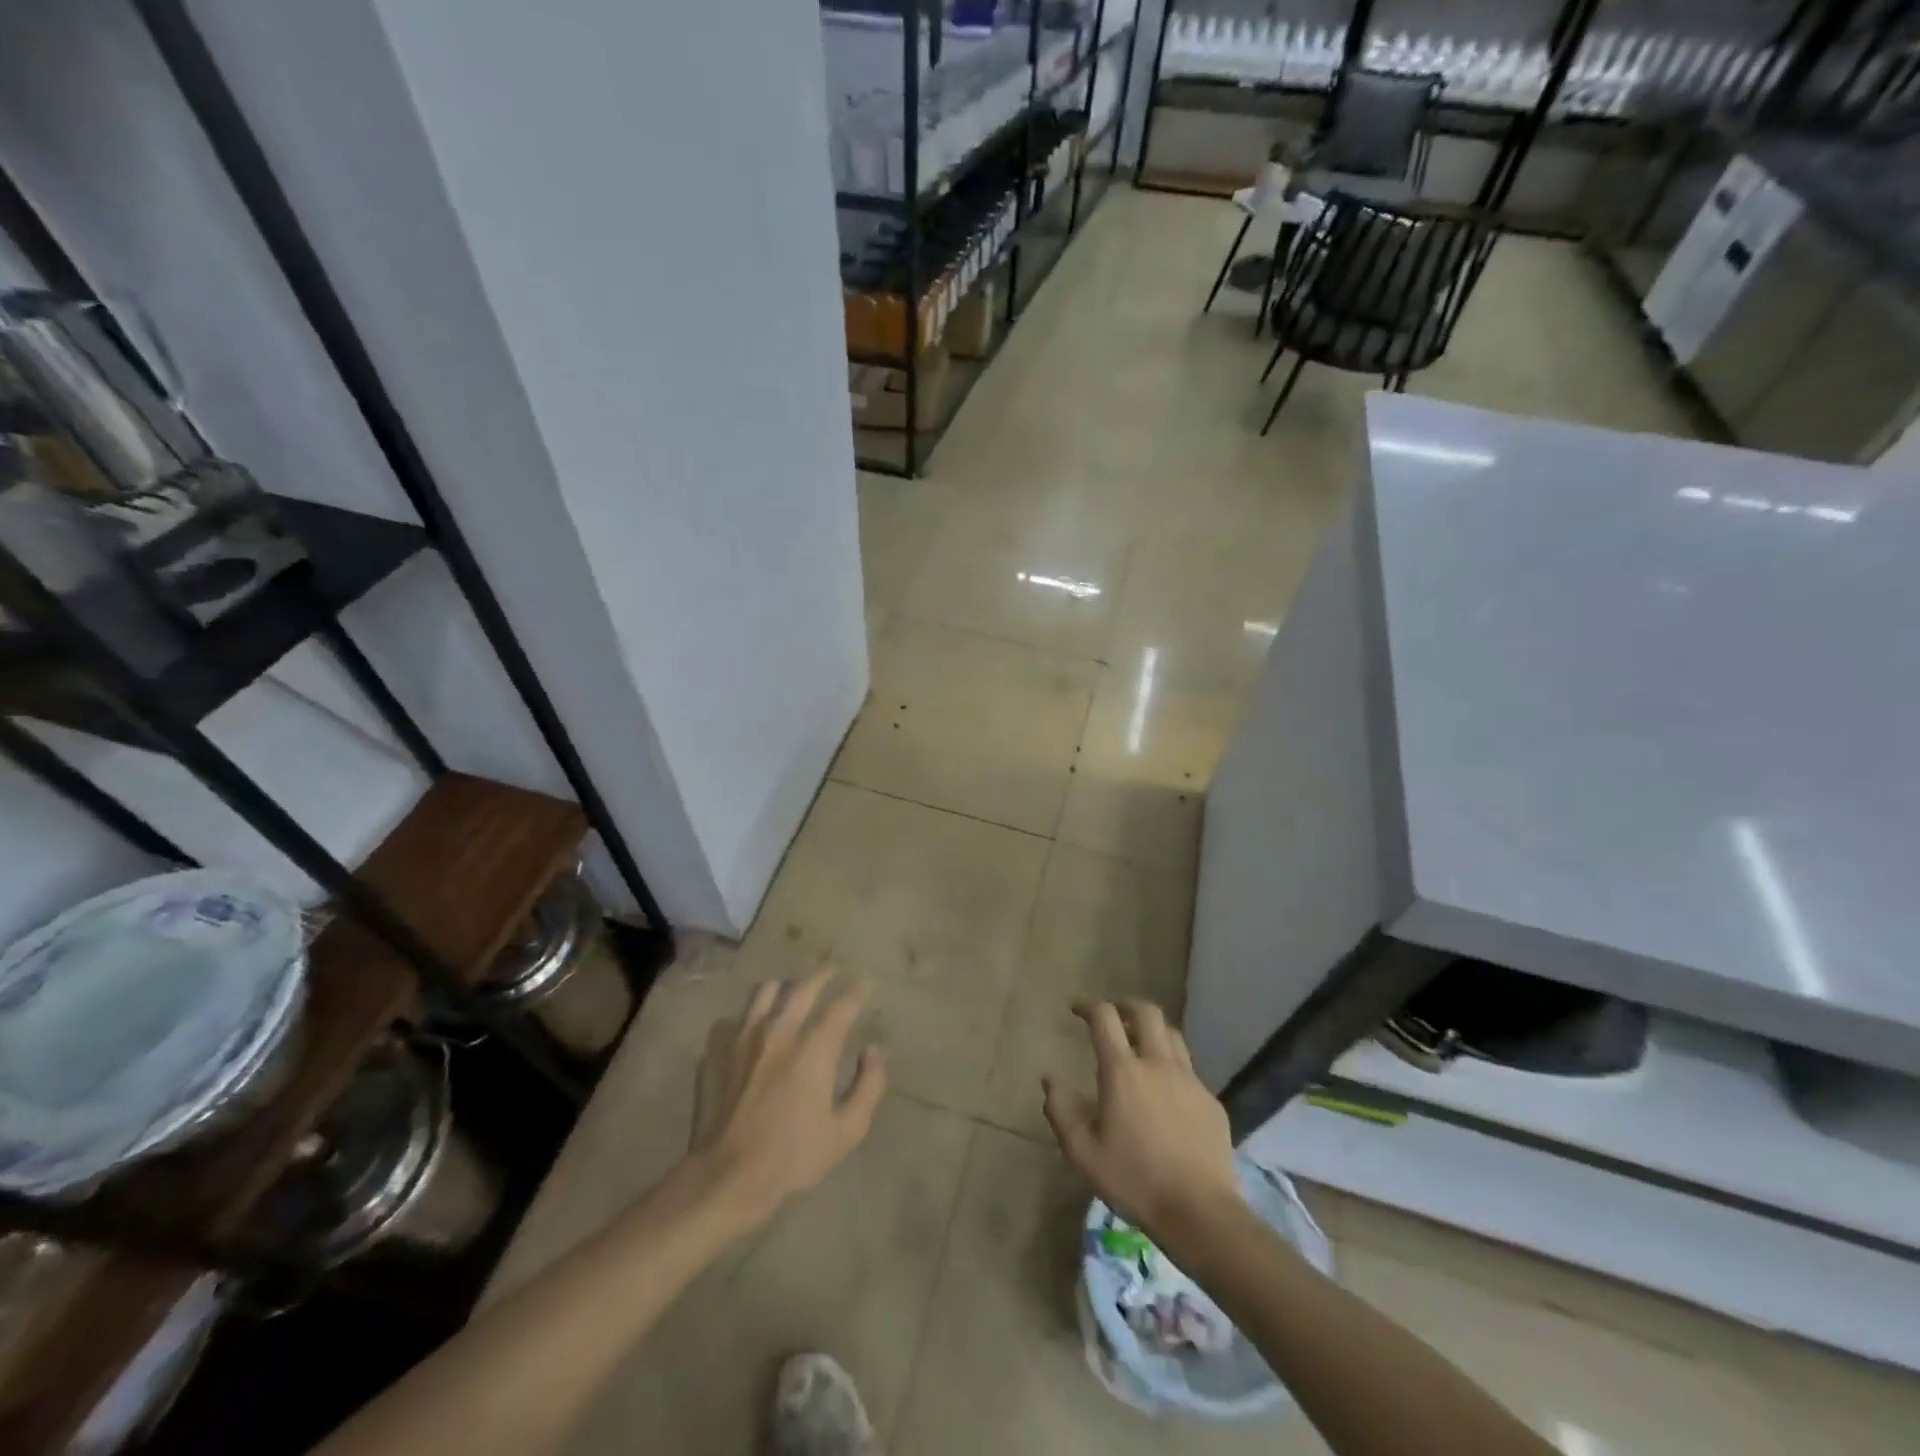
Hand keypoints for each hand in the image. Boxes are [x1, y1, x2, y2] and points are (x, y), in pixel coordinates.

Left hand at [688, 972, 886, 1229]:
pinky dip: (748, 1017)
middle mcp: (779, 1032)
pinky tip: (752, 1026)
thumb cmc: (793, 1157)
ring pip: (764, 993)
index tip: (864, 984)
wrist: (727, 1177)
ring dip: (783, 987)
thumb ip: (868, 1086)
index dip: (856, 992)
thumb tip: (873, 1052)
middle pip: (802, 988)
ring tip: (790, 989)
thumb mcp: (847, 1131)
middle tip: (831, 971)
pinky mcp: (717, 1053)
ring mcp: (744, 1039)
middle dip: (822, 976)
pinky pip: (734, 1019)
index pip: (841, 1006)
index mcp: (813, 1048)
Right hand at [1043, 999, 1238, 1243]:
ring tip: (1140, 1045)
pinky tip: (1166, 1092)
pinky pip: (1189, 1070)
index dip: (1089, 1005)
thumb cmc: (1134, 1181)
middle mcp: (1158, 1064)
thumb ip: (1061, 1110)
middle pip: (1146, 1012)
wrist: (1199, 1212)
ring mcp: (1189, 1080)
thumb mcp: (1083, 1152)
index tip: (1076, 1009)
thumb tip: (1050, 1079)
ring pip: (1172, 1035)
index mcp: (1123, 1071)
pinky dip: (1172, 1066)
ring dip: (1152, 1031)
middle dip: (1125, 1006)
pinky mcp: (1211, 1101)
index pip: (1105, 1017)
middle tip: (1113, 1016)